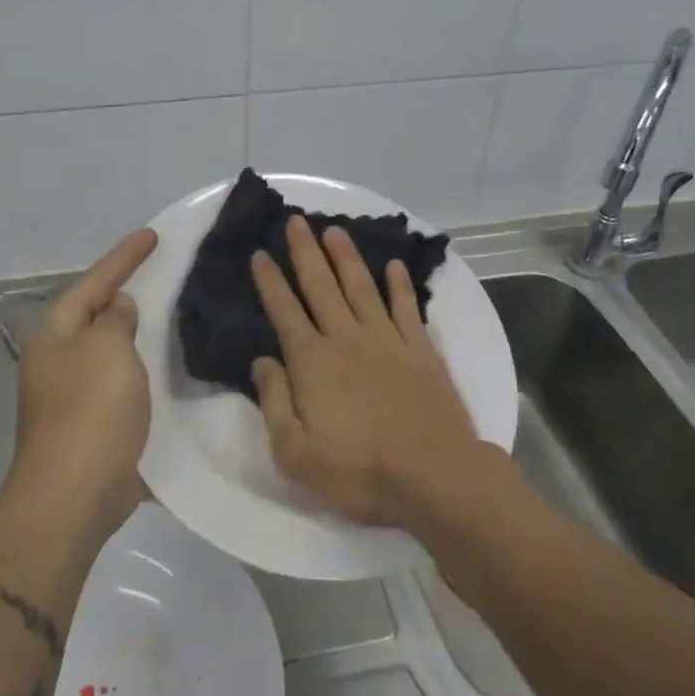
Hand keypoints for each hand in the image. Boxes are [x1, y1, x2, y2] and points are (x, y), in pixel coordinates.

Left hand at [13, 228, 158, 537]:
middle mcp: (58, 360)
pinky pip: (121, 384)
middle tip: (161, 272)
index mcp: (56, 335)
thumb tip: (117, 308)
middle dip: (125, 294)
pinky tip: (168, 368)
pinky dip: (143, 371)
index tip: (153, 235)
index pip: (94, 282)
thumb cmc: (90, 411)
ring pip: (110, 351)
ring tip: (170, 314)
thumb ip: (115, 320)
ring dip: (136, 335)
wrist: (74, 495)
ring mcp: (72, 396)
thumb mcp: (108, 350)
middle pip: (96, 315)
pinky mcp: (92, 425)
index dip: (124, 257)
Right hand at [250, 215, 482, 528]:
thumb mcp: (296, 453)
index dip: (270, 281)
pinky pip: (407, 307)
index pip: (284, 311)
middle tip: (296, 220)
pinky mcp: (421, 349)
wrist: (435, 475)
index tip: (260, 253)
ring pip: (361, 287)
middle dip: (305, 251)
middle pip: (321, 286)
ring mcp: (387, 340)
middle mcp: (346, 338)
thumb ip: (275, 401)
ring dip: (346, 256)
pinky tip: (395, 265)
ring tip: (335, 230)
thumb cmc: (359, 471)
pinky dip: (400, 284)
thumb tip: (263, 360)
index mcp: (313, 361)